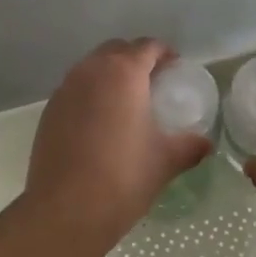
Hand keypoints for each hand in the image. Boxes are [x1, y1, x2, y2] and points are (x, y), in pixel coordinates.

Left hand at [26, 38, 210, 239]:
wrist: (66, 209)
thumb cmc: (124, 177)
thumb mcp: (165, 161)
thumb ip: (189, 146)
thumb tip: (206, 144)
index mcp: (123, 73)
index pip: (147, 46)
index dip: (164, 53)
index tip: (175, 67)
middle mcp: (91, 71)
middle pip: (116, 49)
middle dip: (135, 58)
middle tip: (152, 81)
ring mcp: (65, 89)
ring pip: (91, 67)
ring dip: (110, 74)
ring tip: (126, 101)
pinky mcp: (49, 110)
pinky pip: (75, 89)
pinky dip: (90, 94)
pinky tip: (99, 122)